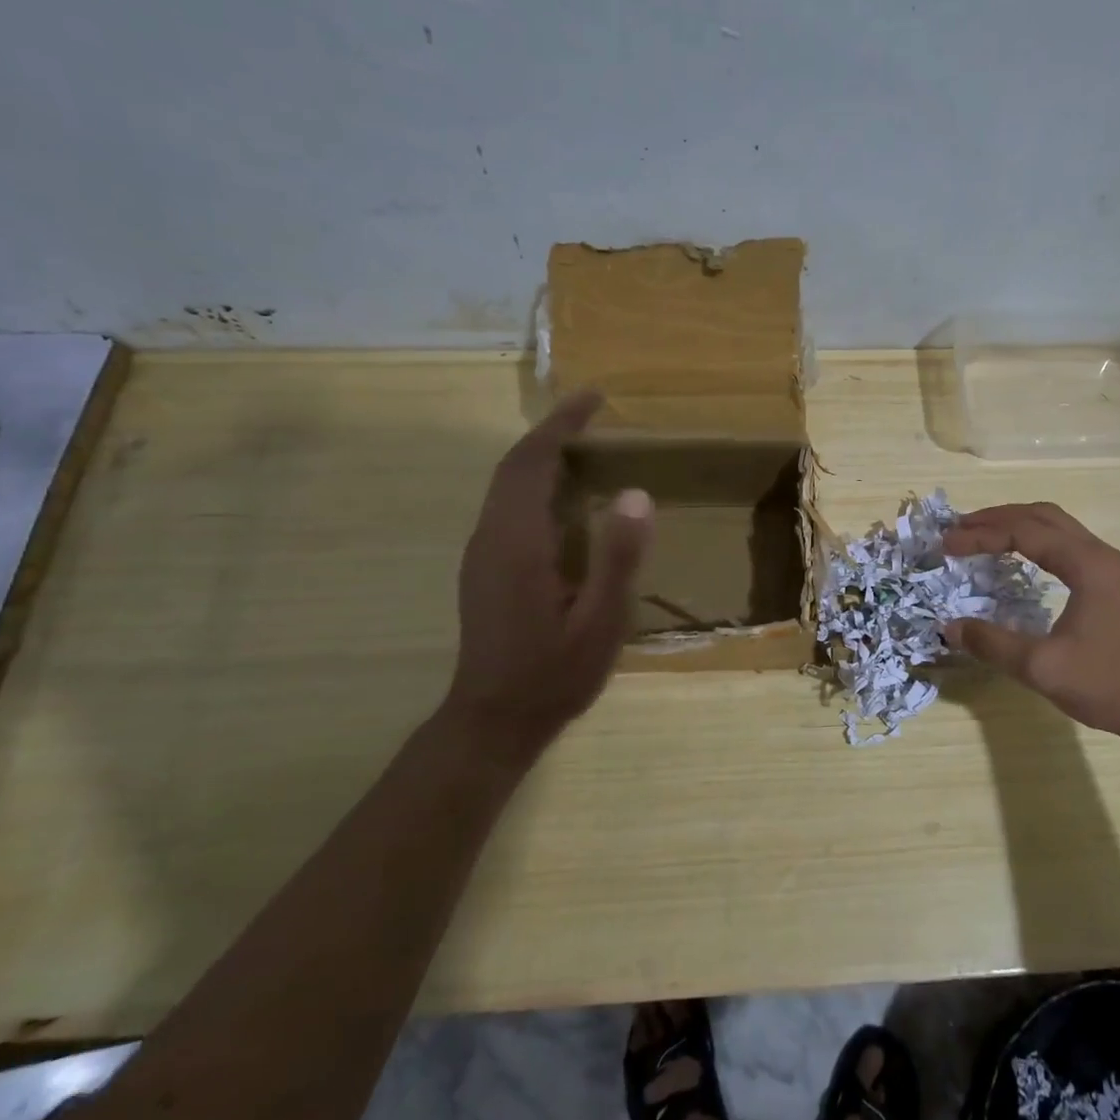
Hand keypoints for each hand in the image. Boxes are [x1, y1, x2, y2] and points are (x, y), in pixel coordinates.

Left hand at [441, 391, 653, 757]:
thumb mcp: (600, 622)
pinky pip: (507, 506)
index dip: (561, 424)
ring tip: (584, 445)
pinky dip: (534, 482)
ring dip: (541, 455)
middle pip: (514, 466)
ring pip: (506, 485)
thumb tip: (637, 494)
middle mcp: (491, 537)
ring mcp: (482, 553)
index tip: (594, 398)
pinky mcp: (484, 569)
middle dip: (551, 431)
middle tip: (593, 413)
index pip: (533, 462)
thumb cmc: (554, 675)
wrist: (493, 721)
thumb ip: (618, 558)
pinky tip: (564, 498)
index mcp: (517, 542)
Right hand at [942, 502, 1119, 755]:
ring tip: (984, 539)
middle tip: (960, 529)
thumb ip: (993, 644)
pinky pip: (1073, 548)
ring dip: (1020, 528)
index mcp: (1088, 564)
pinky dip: (1040, 545)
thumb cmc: (1115, 686)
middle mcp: (1104, 556)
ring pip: (1061, 530)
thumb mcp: (1044, 669)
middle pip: (1044, 516)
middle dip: (998, 518)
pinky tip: (1026, 566)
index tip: (946, 545)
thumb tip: (949, 626)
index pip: (1024, 531)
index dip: (981, 534)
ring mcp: (1117, 571)